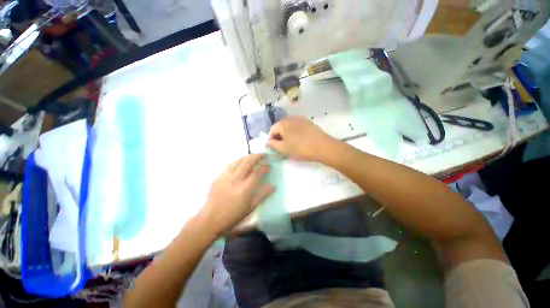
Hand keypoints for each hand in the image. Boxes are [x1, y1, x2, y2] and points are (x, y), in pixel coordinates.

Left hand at [200, 154, 274, 233]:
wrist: (210, 219)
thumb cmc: (233, 215)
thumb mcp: (250, 207)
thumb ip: (263, 195)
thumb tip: (273, 186)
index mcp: (244, 189)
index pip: (257, 173)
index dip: (265, 168)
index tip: (269, 166)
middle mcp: (235, 180)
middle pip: (248, 162)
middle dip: (257, 156)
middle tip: (264, 155)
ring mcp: (225, 177)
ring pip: (238, 161)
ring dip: (248, 156)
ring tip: (254, 156)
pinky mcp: (219, 177)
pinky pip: (230, 165)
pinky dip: (238, 161)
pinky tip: (241, 162)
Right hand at [267, 117, 335, 161]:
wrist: (323, 146)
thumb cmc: (300, 148)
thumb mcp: (284, 149)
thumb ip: (273, 145)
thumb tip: (267, 142)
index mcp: (283, 123)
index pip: (272, 130)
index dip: (272, 140)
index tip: (277, 148)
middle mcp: (291, 118)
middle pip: (281, 127)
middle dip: (280, 137)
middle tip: (285, 147)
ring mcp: (301, 119)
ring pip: (289, 127)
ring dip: (288, 135)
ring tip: (294, 145)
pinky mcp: (308, 122)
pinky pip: (298, 127)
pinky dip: (296, 133)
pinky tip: (301, 140)